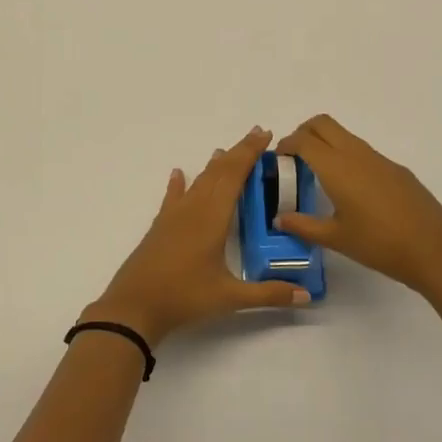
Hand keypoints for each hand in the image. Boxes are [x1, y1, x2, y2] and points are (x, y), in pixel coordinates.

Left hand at [85, 127, 310, 347]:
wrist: (134, 306)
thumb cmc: (184, 297)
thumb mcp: (230, 298)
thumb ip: (269, 294)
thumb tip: (306, 296)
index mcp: (213, 217)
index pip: (235, 175)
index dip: (250, 153)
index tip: (265, 135)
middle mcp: (194, 208)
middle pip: (218, 172)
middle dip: (238, 152)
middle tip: (256, 135)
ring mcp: (174, 216)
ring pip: (198, 181)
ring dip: (214, 165)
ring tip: (224, 151)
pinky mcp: (160, 227)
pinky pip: (173, 197)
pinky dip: (178, 184)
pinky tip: (178, 174)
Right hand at [275, 115, 441, 293]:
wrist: (435, 250)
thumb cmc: (379, 244)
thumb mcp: (335, 238)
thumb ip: (303, 225)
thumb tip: (279, 218)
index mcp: (337, 167)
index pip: (303, 140)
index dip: (286, 144)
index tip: (277, 159)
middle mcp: (356, 154)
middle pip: (323, 123)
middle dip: (303, 132)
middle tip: (294, 158)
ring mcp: (380, 159)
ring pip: (344, 135)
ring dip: (326, 143)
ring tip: (319, 175)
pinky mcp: (397, 169)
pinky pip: (363, 151)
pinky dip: (346, 156)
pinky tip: (352, 190)